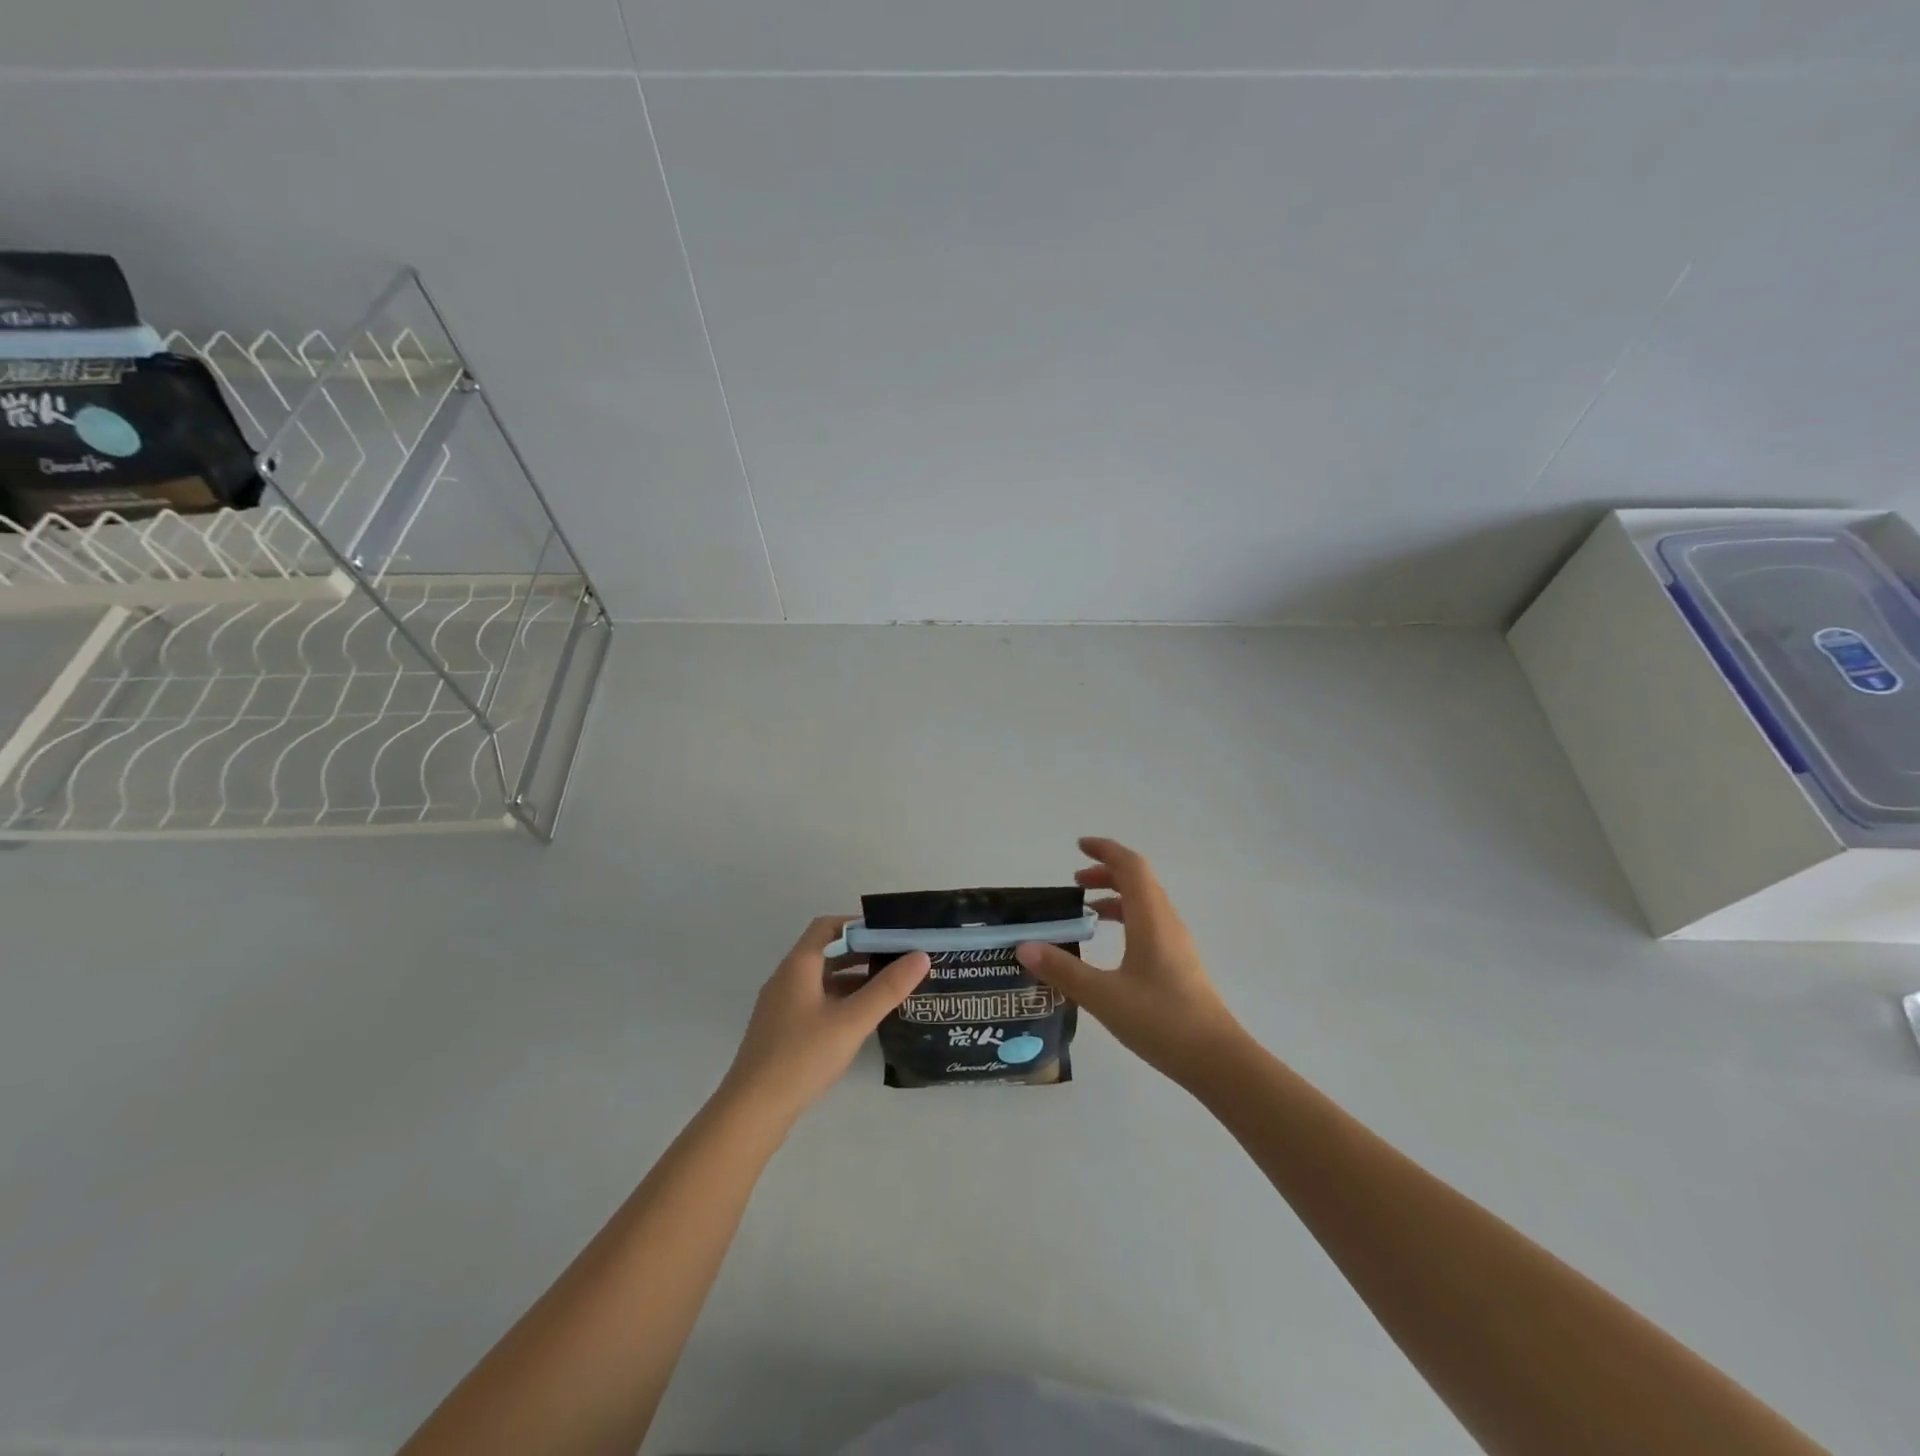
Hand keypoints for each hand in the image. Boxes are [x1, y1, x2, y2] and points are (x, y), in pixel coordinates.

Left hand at [720, 916, 930, 1123]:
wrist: (752, 1111)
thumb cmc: (802, 1057)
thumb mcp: (851, 1021)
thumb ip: (887, 988)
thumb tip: (921, 955)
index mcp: (798, 966)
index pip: (828, 926)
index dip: (859, 925)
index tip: (890, 934)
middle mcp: (787, 978)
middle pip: (827, 951)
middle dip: (862, 951)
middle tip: (898, 959)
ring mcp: (782, 1005)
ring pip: (822, 979)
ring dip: (853, 977)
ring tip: (889, 987)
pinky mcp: (782, 1030)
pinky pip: (816, 1001)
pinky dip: (840, 999)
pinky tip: (862, 1018)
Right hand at [1016, 838, 1241, 1083]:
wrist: (1217, 1060)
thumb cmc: (1161, 1020)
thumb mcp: (1103, 996)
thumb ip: (1063, 971)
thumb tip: (1025, 947)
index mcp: (1151, 918)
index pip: (1130, 866)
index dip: (1105, 850)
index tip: (1078, 846)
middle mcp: (1167, 922)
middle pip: (1139, 881)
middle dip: (1106, 873)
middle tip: (1074, 882)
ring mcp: (1177, 944)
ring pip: (1146, 904)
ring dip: (1116, 897)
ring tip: (1086, 913)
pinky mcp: (1179, 964)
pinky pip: (1150, 924)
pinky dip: (1126, 919)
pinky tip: (1110, 947)